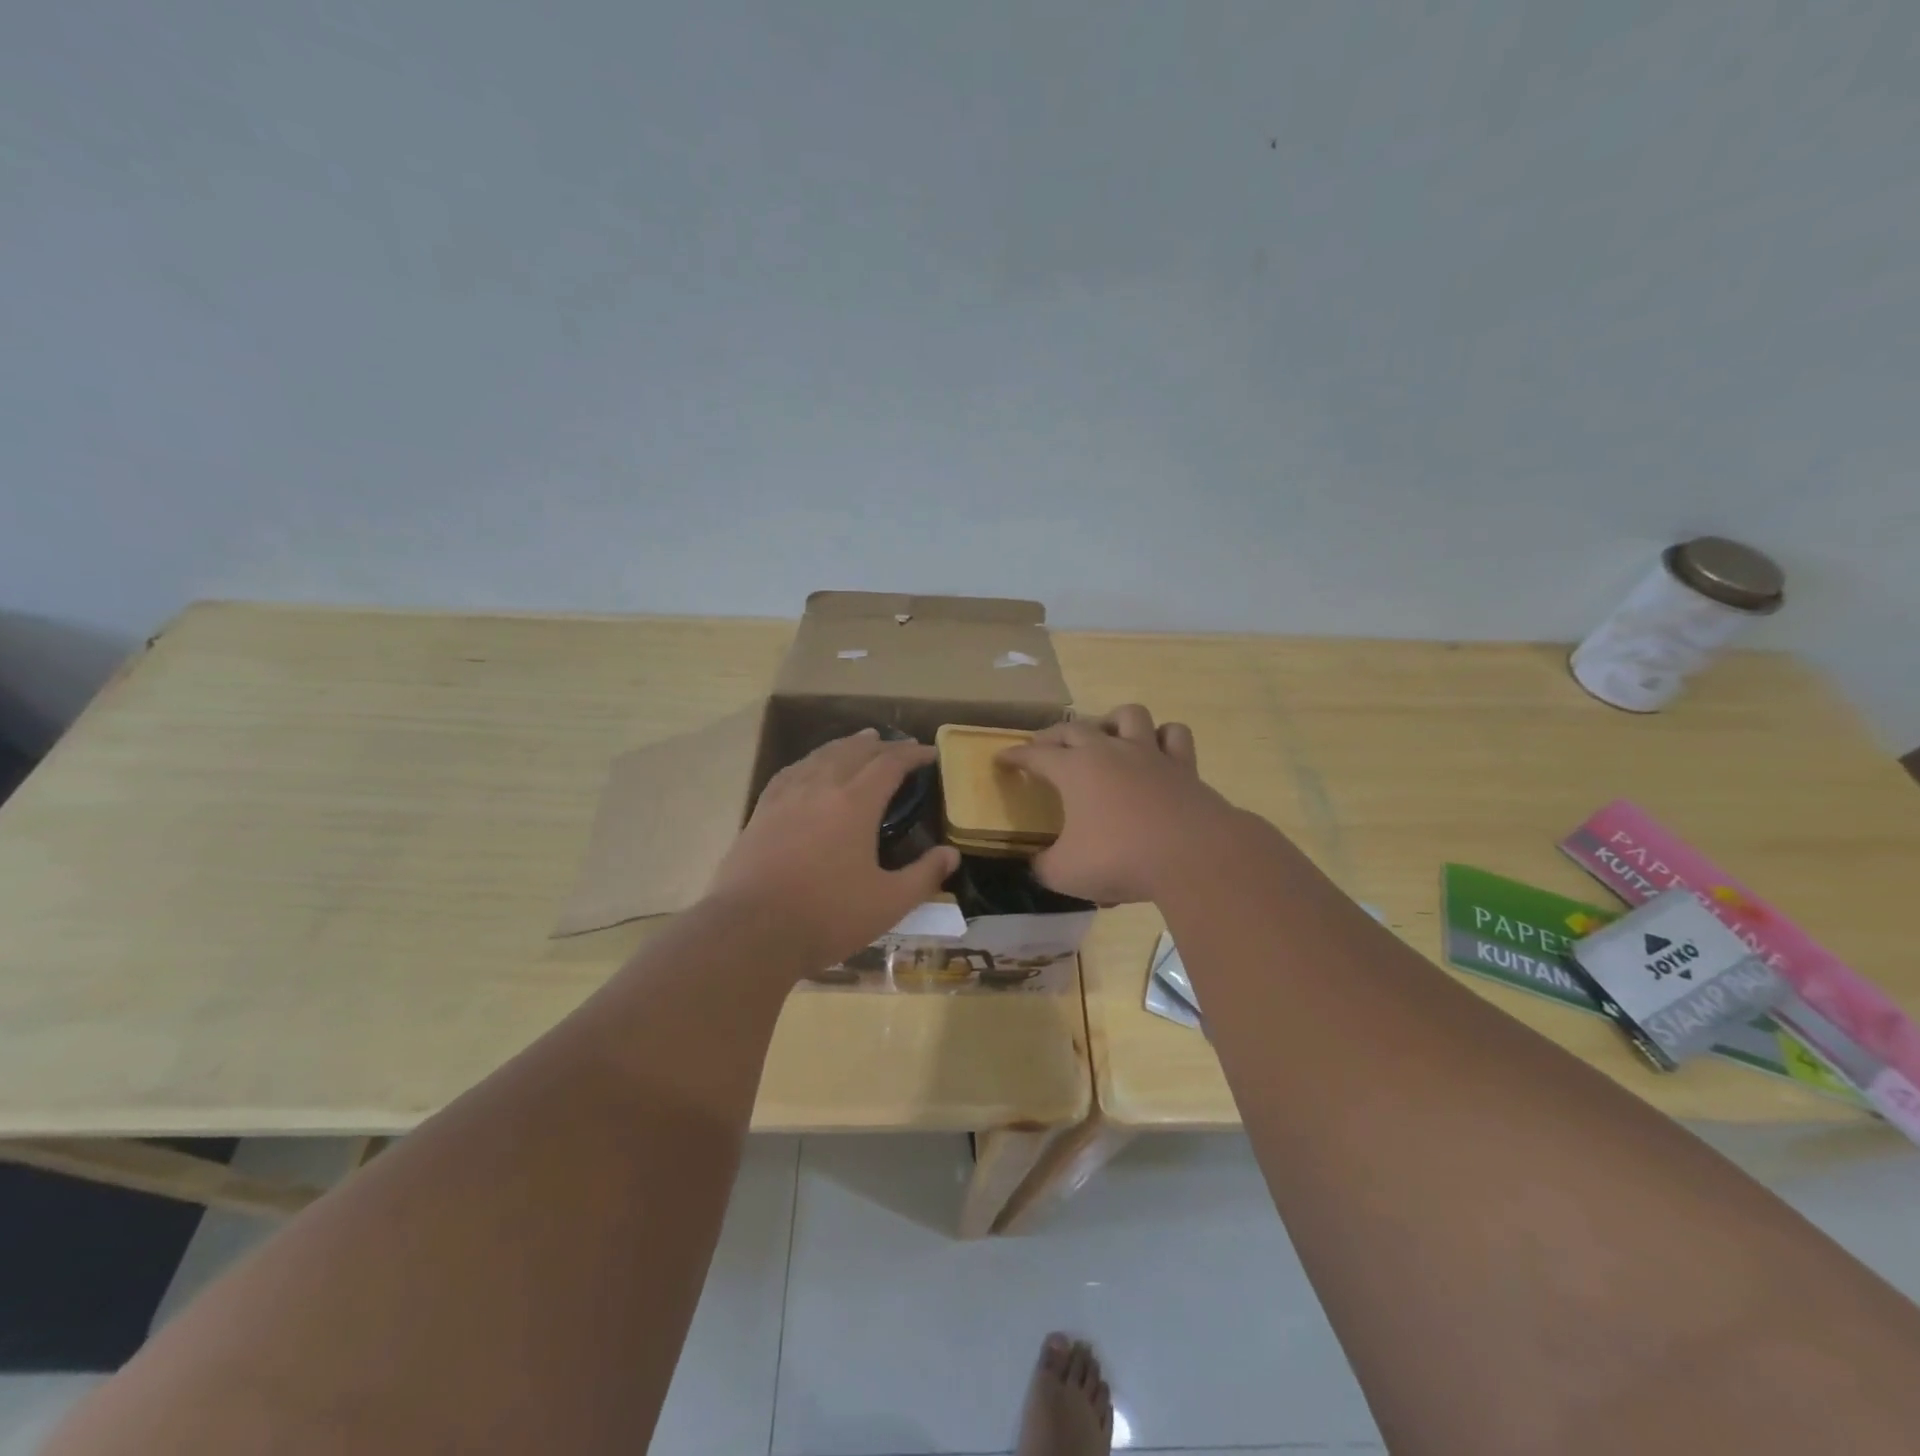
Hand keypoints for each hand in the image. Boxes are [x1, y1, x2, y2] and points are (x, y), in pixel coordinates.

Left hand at [705, 729, 960, 969]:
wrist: (749, 931)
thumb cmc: (826, 916)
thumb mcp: (887, 903)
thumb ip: (923, 876)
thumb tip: (951, 854)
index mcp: (855, 803)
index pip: (890, 764)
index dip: (913, 755)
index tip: (930, 753)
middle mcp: (821, 788)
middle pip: (855, 752)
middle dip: (882, 745)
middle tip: (901, 745)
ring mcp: (787, 797)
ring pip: (821, 756)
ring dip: (846, 745)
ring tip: (861, 740)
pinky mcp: (761, 811)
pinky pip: (792, 771)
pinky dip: (811, 760)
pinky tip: (810, 766)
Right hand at [999, 705, 1237, 903]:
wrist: (1192, 856)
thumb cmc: (1120, 859)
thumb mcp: (1065, 873)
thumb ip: (1044, 866)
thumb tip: (1037, 864)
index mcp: (1074, 770)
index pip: (1034, 755)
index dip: (1015, 757)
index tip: (1001, 759)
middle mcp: (1109, 751)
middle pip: (1074, 728)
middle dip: (1052, 736)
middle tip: (1042, 747)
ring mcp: (1149, 754)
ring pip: (1128, 716)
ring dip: (1111, 721)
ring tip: (1105, 736)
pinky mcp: (1184, 766)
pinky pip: (1174, 736)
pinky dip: (1163, 738)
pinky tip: (1156, 749)